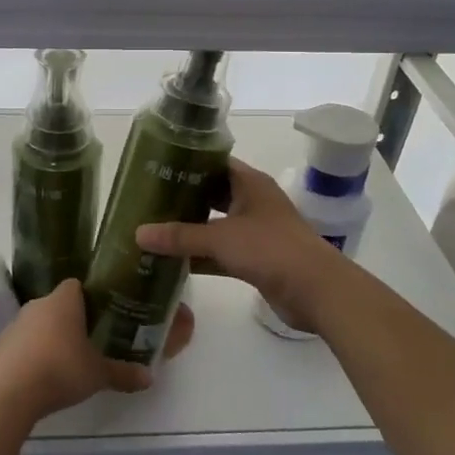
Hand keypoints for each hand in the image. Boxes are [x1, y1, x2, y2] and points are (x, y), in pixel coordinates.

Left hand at [0, 279, 196, 419]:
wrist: (8, 391)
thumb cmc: (60, 369)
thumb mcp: (98, 374)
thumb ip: (123, 373)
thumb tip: (150, 377)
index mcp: (64, 300)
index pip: (77, 285)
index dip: (90, 296)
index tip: (103, 313)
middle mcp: (38, 304)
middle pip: (58, 305)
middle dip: (72, 320)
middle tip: (91, 339)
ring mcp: (16, 324)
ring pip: (39, 324)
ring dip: (51, 337)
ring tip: (68, 359)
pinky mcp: (1, 346)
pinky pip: (23, 343)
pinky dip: (33, 354)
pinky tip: (44, 375)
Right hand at [136, 158, 340, 335]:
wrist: (316, 291)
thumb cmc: (271, 249)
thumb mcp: (220, 238)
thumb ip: (179, 236)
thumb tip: (138, 234)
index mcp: (250, 184)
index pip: (214, 163)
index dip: (187, 164)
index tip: (156, 168)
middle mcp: (253, 202)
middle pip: (212, 194)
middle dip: (183, 199)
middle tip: (147, 201)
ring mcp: (255, 232)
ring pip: (215, 226)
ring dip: (189, 231)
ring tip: (152, 230)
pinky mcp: (256, 260)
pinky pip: (220, 253)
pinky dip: (200, 257)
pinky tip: (172, 262)